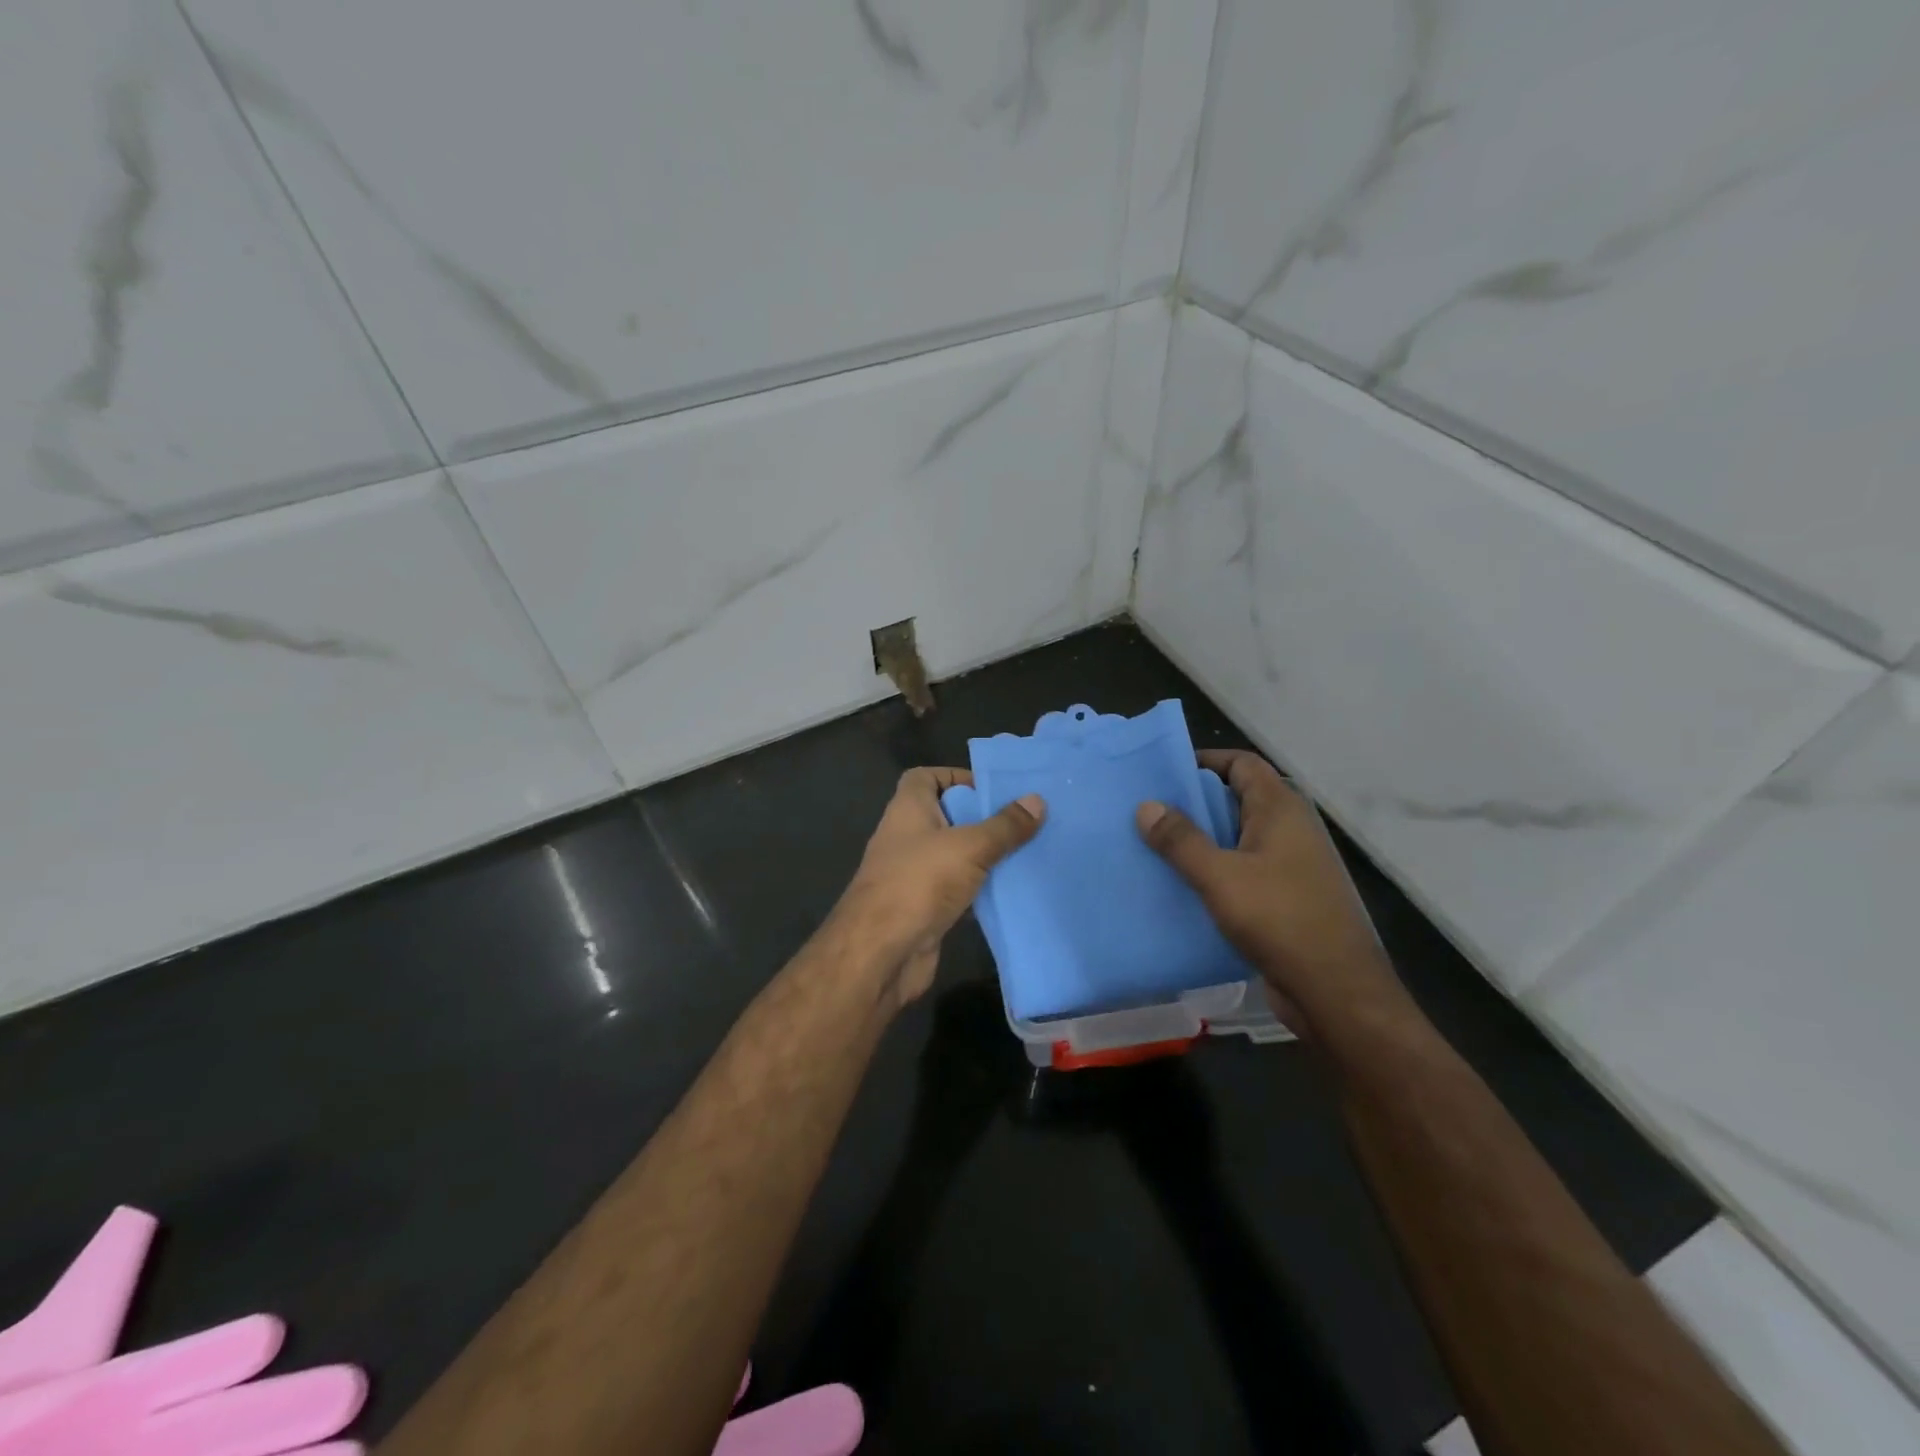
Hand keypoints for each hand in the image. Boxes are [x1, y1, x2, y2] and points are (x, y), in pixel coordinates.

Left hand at [837, 768, 1043, 1009]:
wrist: (881, 954)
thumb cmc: (919, 883)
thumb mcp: (969, 847)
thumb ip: (1004, 826)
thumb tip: (1037, 800)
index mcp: (908, 810)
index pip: (925, 777)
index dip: (955, 776)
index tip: (991, 788)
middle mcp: (907, 837)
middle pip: (946, 816)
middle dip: (982, 818)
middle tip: (1023, 820)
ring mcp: (913, 874)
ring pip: (955, 856)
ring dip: (985, 855)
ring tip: (1028, 852)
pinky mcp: (924, 908)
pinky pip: (957, 889)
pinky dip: (980, 889)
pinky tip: (1012, 890)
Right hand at [1136, 750, 1402, 1034]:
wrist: (1335, 991)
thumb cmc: (1279, 920)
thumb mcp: (1220, 877)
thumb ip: (1180, 840)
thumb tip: (1146, 805)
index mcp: (1281, 809)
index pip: (1242, 763)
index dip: (1204, 761)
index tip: (1163, 774)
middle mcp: (1290, 829)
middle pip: (1238, 799)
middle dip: (1195, 802)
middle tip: (1149, 811)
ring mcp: (1292, 864)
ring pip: (1239, 837)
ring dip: (1202, 840)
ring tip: (1155, 847)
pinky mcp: (1287, 897)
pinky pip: (1245, 869)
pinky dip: (1216, 870)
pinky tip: (1183, 886)